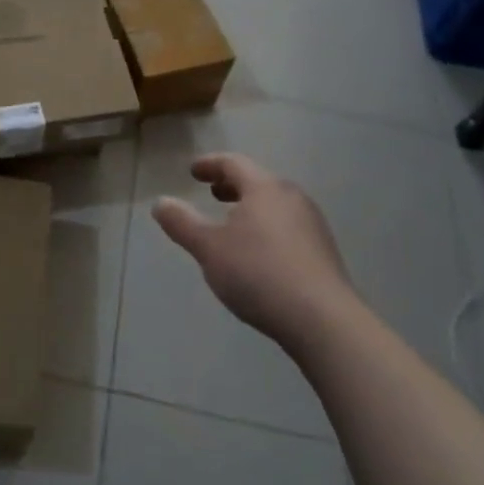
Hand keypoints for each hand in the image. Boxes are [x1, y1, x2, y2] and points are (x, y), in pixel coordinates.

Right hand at [153, 153, 351, 352]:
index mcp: (264, 187)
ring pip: (274, 205)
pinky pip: (288, 227)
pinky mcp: (324, 253)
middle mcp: (292, 197)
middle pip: (257, 181)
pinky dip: (267, 228)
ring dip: (251, 208)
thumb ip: (182, 223)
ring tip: (233, 225)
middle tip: (212, 193)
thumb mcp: (209, 248)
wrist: (323, 320)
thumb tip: (160, 203)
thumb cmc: (259, 273)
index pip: (233, 163)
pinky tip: (259, 254)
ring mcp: (312, 225)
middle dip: (232, 186)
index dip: (210, 164)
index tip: (193, 171)